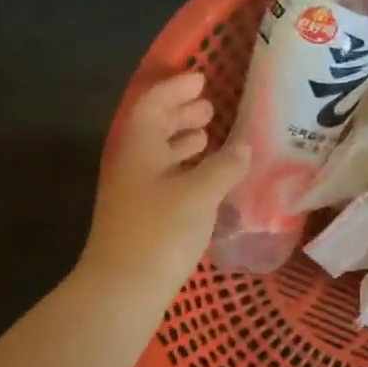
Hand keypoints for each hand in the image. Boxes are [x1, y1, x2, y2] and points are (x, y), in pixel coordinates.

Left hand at [82, 72, 248, 309]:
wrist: (124, 287)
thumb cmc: (161, 231)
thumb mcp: (199, 194)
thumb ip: (224, 167)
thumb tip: (243, 148)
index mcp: (140, 148)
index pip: (154, 104)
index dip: (177, 89)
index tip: (202, 80)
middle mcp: (133, 164)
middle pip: (154, 128)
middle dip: (181, 114)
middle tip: (209, 109)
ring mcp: (135, 193)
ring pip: (159, 156)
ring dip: (183, 143)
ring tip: (209, 139)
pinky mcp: (142, 217)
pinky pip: (165, 179)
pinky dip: (186, 171)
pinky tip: (206, 181)